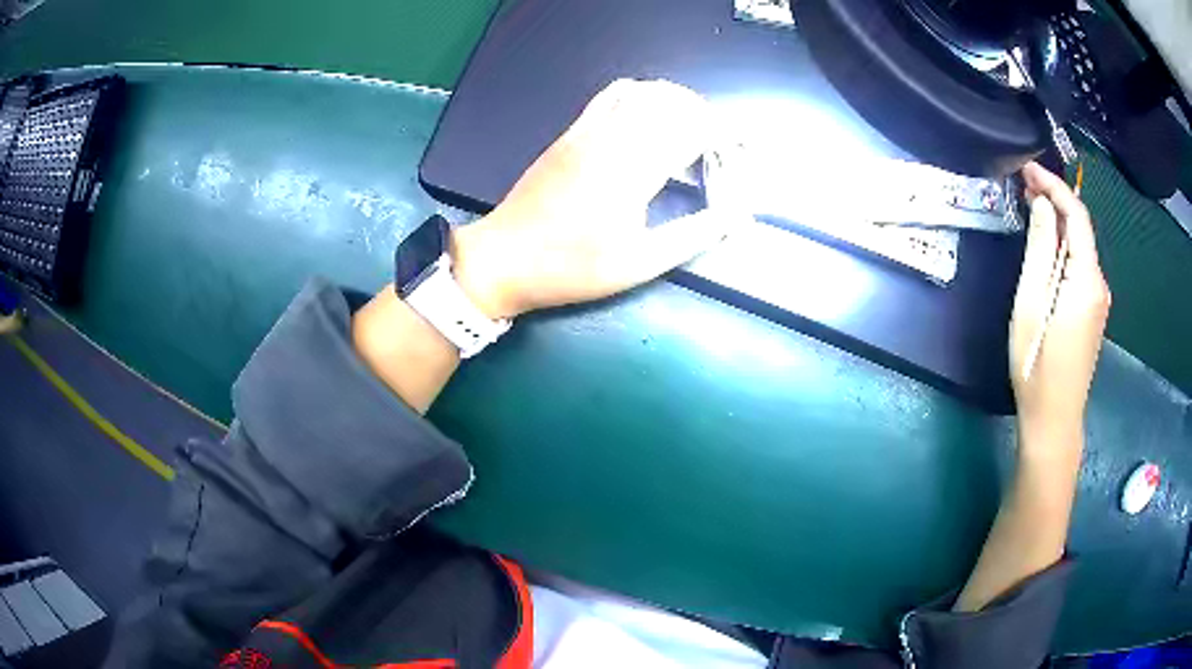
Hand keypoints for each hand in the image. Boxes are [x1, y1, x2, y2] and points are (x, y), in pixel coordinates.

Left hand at [450, 79, 737, 318]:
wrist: (504, 257)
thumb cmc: (570, 268)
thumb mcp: (637, 264)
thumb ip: (690, 237)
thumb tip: (734, 218)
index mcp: (633, 172)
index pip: (692, 130)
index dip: (722, 135)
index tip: (737, 151)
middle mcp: (613, 139)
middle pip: (672, 102)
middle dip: (705, 116)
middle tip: (717, 144)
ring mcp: (588, 131)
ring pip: (643, 92)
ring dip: (675, 101)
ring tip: (689, 128)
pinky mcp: (570, 132)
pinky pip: (611, 95)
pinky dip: (641, 95)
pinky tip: (648, 118)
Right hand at [1009, 163, 1110, 444]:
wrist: (1054, 419)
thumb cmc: (1037, 365)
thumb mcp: (1030, 304)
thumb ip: (1040, 250)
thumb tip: (1042, 206)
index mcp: (1086, 278)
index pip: (1077, 215)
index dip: (1054, 185)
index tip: (1028, 168)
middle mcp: (1099, 284)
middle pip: (1081, 228)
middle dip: (1055, 199)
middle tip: (1024, 184)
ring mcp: (1098, 300)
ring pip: (1081, 247)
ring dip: (1059, 222)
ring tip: (1031, 207)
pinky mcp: (1091, 313)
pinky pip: (1080, 266)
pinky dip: (1064, 246)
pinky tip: (1047, 246)